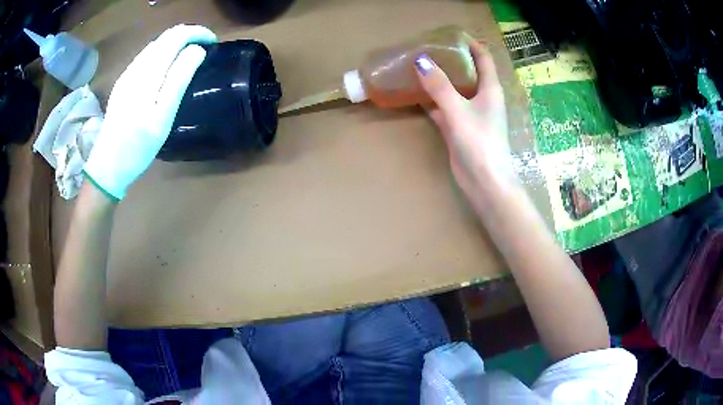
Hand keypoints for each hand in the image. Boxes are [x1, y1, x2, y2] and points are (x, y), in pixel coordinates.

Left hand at [84, 25, 217, 199]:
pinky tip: (167, 67)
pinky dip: (163, 53)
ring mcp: (127, 74)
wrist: (107, 167)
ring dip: (176, 43)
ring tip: (190, 56)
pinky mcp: (123, 83)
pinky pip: (146, 57)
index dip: (197, 33)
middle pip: (165, 37)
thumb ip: (179, 79)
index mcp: (148, 72)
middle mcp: (136, 66)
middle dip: (188, 35)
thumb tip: (197, 50)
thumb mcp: (163, 116)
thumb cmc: (138, 146)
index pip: (176, 36)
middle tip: (205, 48)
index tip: (213, 42)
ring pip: (155, 46)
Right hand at [415, 41, 518, 209]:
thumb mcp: (458, 110)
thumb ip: (439, 86)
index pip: (483, 58)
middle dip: (450, 59)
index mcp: (490, 89)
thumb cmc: (479, 142)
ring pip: (453, 89)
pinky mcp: (459, 128)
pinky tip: (416, 94)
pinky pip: (444, 107)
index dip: (471, 44)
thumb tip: (420, 60)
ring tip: (418, 66)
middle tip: (427, 49)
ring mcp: (470, 114)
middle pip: (467, 71)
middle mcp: (482, 98)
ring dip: (439, 79)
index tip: (451, 35)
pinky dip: (432, 100)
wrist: (485, 182)